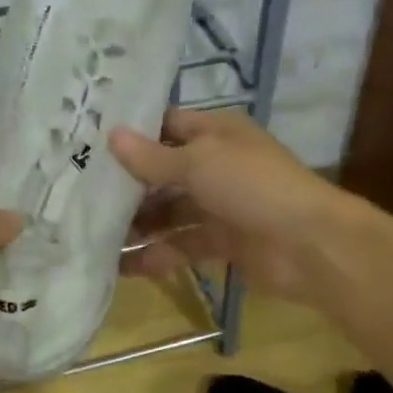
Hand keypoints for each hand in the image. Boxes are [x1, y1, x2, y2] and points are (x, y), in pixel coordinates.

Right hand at [108, 108, 348, 304]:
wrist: (310, 245)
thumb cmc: (251, 186)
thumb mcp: (197, 163)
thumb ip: (152, 157)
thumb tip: (111, 135)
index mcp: (216, 134)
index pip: (167, 126)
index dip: (134, 134)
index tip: (91, 142)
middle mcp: (217, 165)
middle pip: (164, 172)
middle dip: (128, 184)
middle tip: (82, 194)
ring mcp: (221, 205)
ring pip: (171, 211)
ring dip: (139, 223)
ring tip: (95, 235)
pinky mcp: (224, 242)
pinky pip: (183, 245)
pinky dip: (157, 255)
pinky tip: (124, 266)